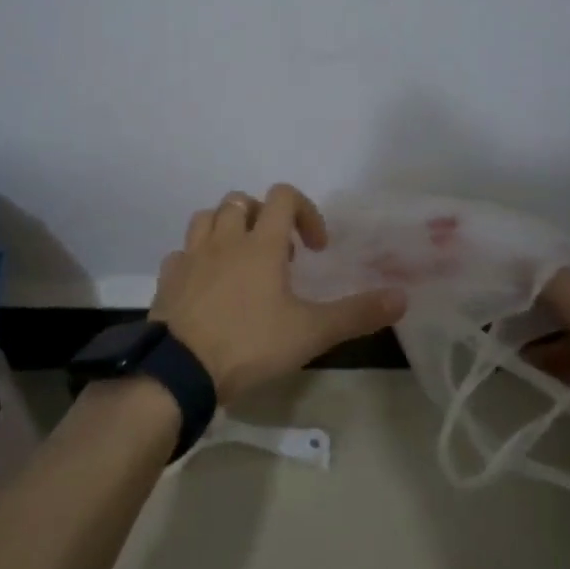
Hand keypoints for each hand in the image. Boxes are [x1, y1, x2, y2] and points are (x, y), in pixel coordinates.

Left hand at [150, 184, 406, 403]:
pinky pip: (182, 253)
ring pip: (207, 218)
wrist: (180, 371)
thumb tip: (402, 298)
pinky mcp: (168, 279)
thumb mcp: (311, 332)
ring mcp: (191, 257)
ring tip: (241, 259)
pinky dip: (197, 258)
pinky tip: (208, 284)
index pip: (283, 197)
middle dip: (263, 218)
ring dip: (227, 228)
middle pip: (240, 202)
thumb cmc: (250, 344)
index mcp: (260, 244)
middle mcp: (224, 240)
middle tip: (278, 255)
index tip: (315, 247)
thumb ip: (356, 313)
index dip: (305, 211)